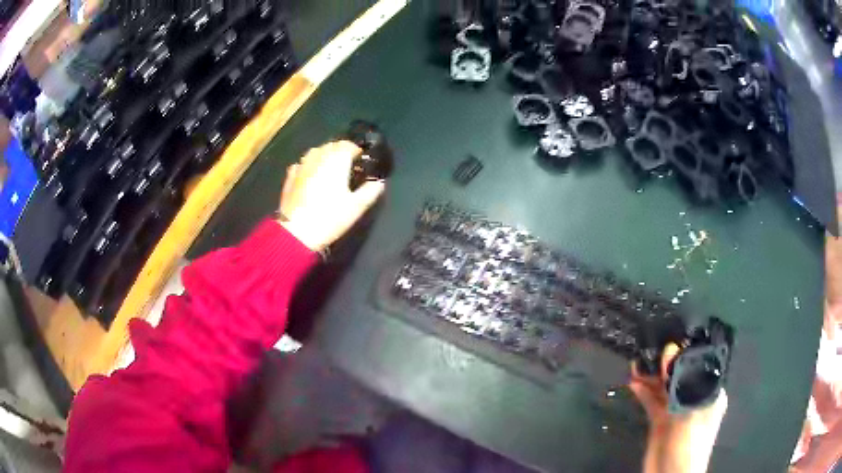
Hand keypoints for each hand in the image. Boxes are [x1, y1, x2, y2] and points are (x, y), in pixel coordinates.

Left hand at [278, 141, 385, 251]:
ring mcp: (302, 165)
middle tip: (347, 166)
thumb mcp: (357, 207)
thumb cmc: (330, 217)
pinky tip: (310, 177)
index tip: (361, 162)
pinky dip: (309, 167)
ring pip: (315, 152)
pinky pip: (302, 164)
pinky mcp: (290, 176)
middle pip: (331, 146)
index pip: (348, 145)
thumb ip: (370, 191)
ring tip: (329, 170)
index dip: (356, 151)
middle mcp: (318, 156)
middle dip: (340, 152)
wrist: (296, 232)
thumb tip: (379, 182)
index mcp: (337, 159)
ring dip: (324, 157)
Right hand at [630, 344, 727, 472]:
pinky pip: (653, 402)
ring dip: (651, 377)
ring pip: (664, 388)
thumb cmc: (688, 441)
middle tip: (646, 351)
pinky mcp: (661, 422)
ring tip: (636, 363)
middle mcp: (694, 397)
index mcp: (709, 392)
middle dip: (664, 364)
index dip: (683, 352)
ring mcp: (677, 411)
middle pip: (679, 375)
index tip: (666, 340)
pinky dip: (645, 392)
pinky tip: (634, 383)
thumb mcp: (687, 410)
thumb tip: (669, 349)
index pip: (698, 364)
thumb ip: (679, 381)